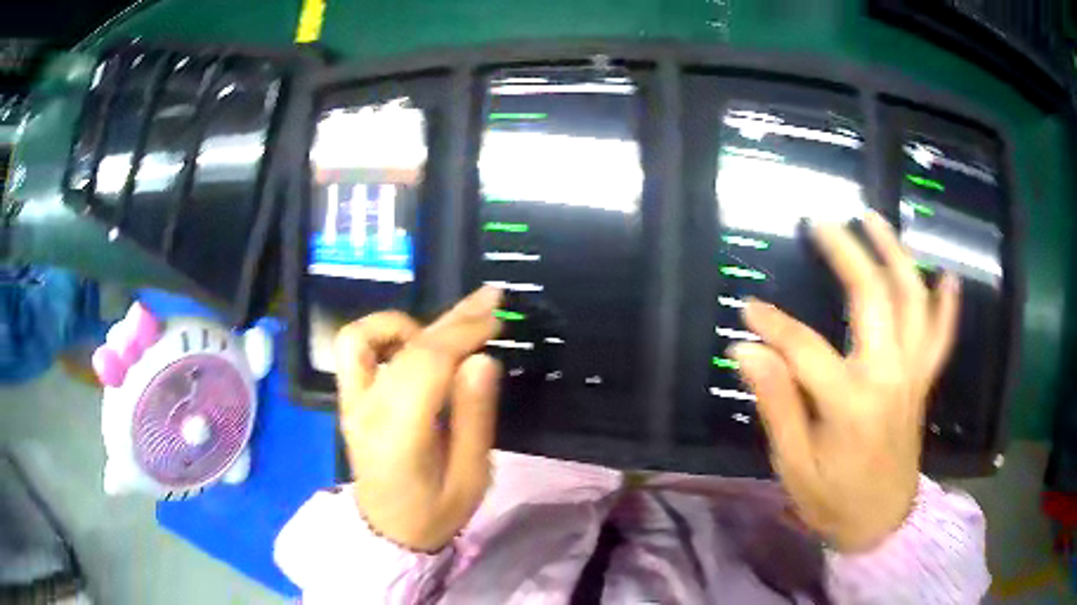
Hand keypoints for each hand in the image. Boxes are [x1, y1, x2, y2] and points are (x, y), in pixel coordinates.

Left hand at [335, 287, 502, 551]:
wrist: (388, 531)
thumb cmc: (435, 512)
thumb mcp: (471, 477)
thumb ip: (474, 417)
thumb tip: (481, 359)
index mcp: (399, 434)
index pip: (427, 362)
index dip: (464, 332)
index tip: (497, 316)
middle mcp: (367, 408)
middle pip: (406, 345)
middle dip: (452, 318)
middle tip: (489, 298)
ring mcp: (351, 401)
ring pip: (364, 336)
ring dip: (409, 324)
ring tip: (447, 333)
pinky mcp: (349, 399)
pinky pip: (354, 350)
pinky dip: (383, 335)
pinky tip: (412, 344)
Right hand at [730, 212, 960, 552]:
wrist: (881, 523)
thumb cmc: (833, 500)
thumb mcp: (794, 464)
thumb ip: (776, 403)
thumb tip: (747, 350)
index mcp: (851, 403)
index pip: (806, 348)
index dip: (774, 325)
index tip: (749, 309)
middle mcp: (890, 377)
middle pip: (874, 298)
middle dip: (848, 254)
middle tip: (822, 222)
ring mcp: (913, 375)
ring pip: (913, 301)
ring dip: (896, 255)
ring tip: (874, 220)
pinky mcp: (923, 381)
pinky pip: (942, 336)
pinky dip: (947, 305)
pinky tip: (946, 275)